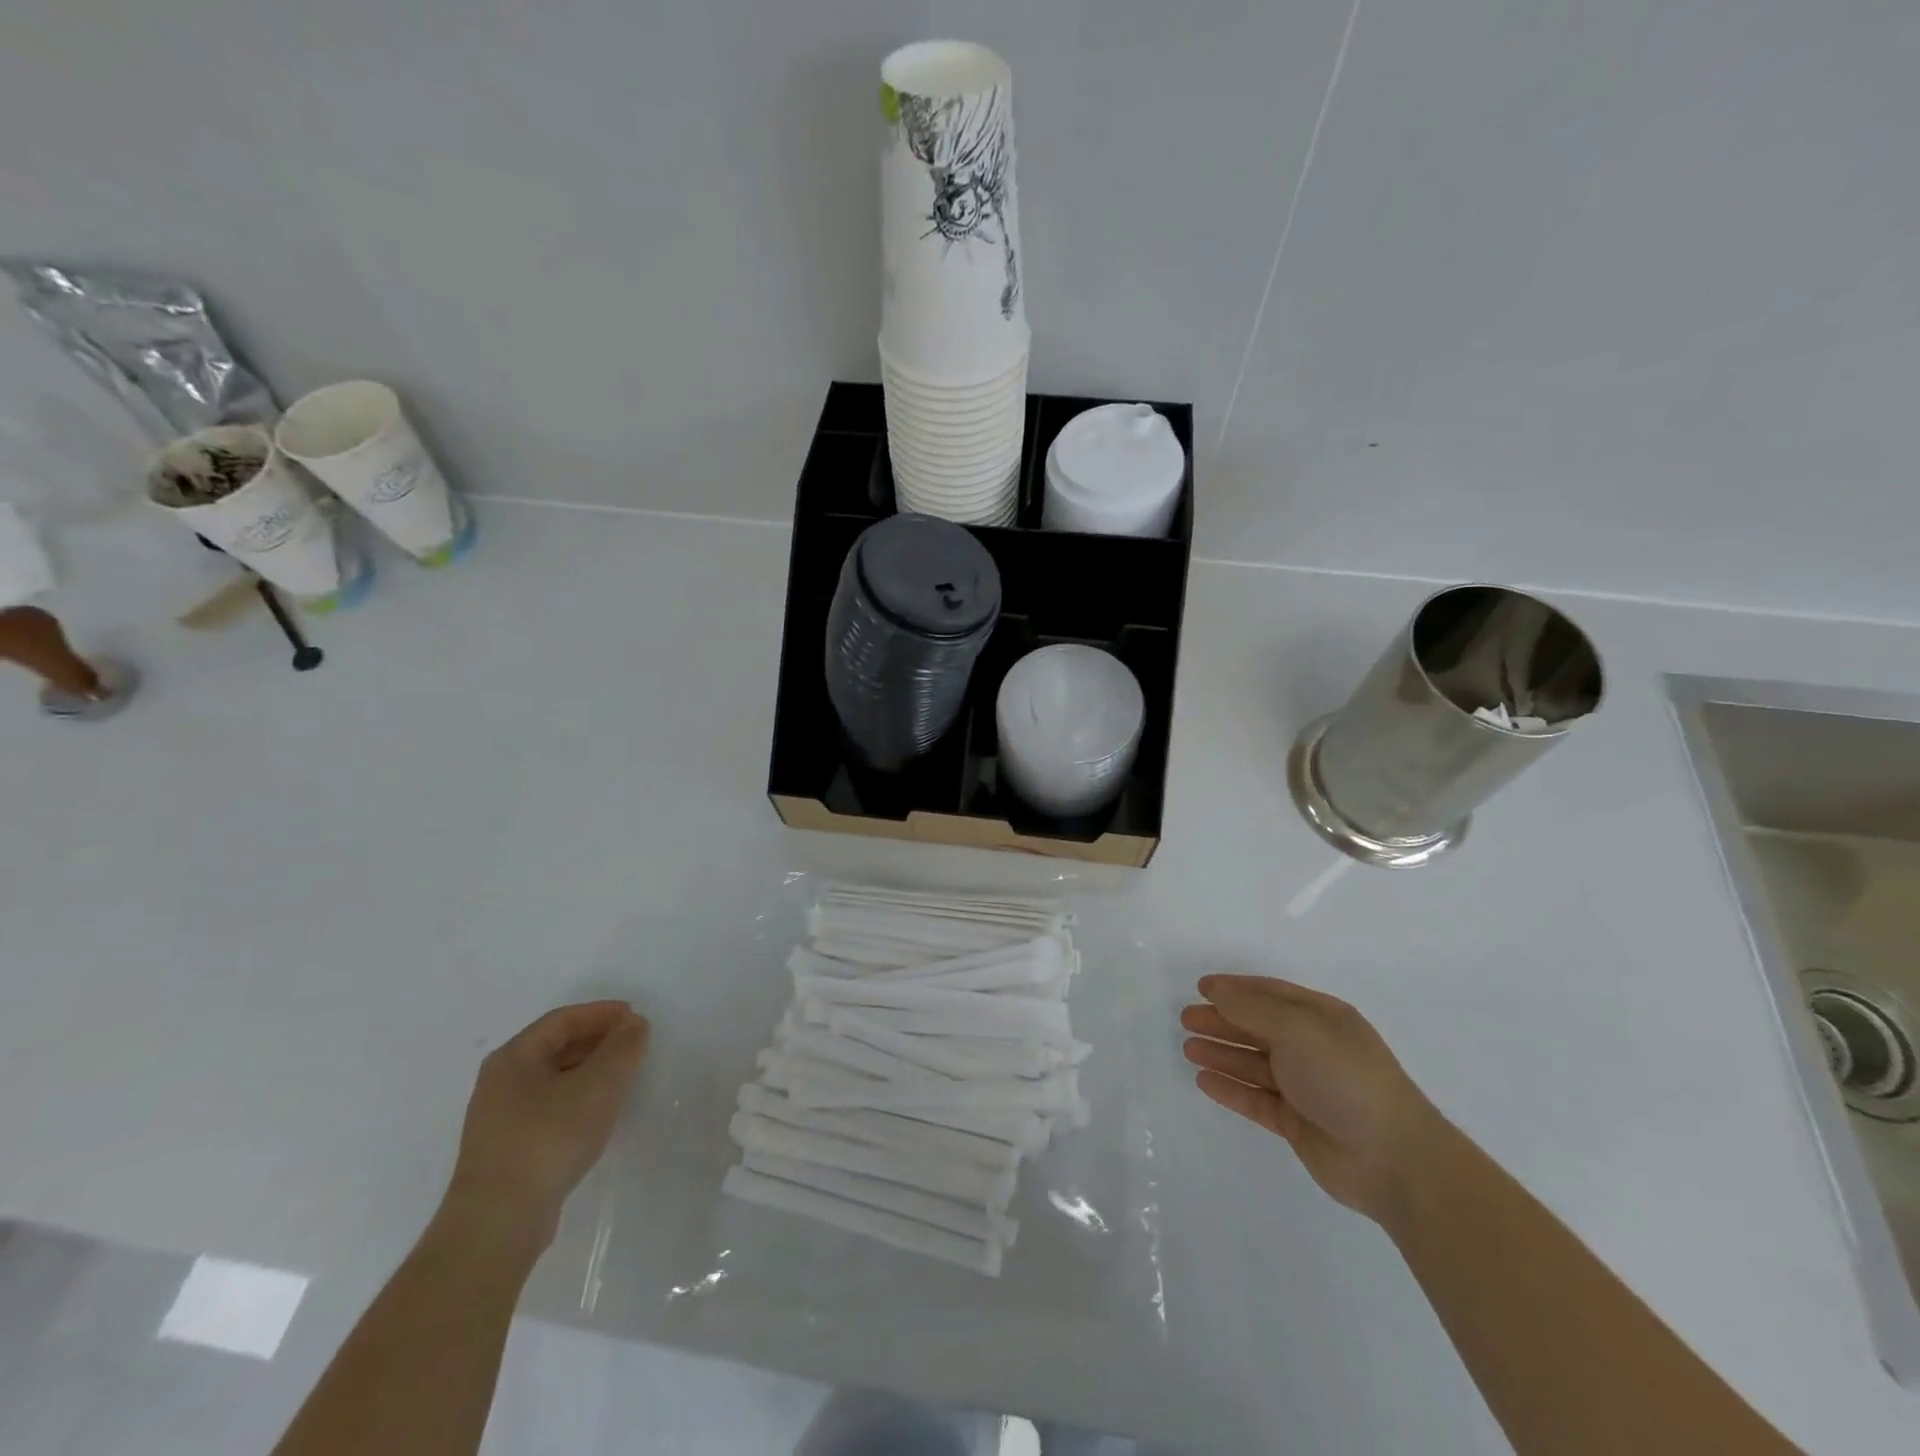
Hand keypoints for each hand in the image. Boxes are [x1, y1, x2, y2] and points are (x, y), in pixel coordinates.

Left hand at [441, 1001, 649, 1249]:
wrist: (498, 1223)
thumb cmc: (549, 1138)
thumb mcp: (599, 1084)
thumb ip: (622, 1047)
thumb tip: (633, 1024)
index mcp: (514, 1057)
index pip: (562, 1019)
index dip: (602, 1013)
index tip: (636, 1017)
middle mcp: (500, 1082)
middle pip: (555, 1046)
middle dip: (597, 1040)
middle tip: (634, 1043)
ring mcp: (499, 1119)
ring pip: (552, 1078)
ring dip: (590, 1070)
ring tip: (623, 1076)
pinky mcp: (507, 1150)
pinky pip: (548, 1107)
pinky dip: (577, 1098)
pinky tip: (598, 1113)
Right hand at [1181, 975, 1445, 1224]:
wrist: (1393, 1159)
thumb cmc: (1345, 1077)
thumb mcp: (1297, 1029)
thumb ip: (1252, 1009)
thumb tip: (1216, 991)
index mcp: (1322, 1018)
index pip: (1271, 994)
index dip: (1236, 989)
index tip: (1201, 988)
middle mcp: (1313, 1048)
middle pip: (1259, 1027)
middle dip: (1223, 1021)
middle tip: (1186, 1019)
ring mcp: (1306, 1087)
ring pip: (1254, 1063)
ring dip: (1222, 1053)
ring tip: (1188, 1048)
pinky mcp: (1298, 1123)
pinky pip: (1256, 1099)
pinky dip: (1231, 1088)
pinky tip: (1205, 1081)